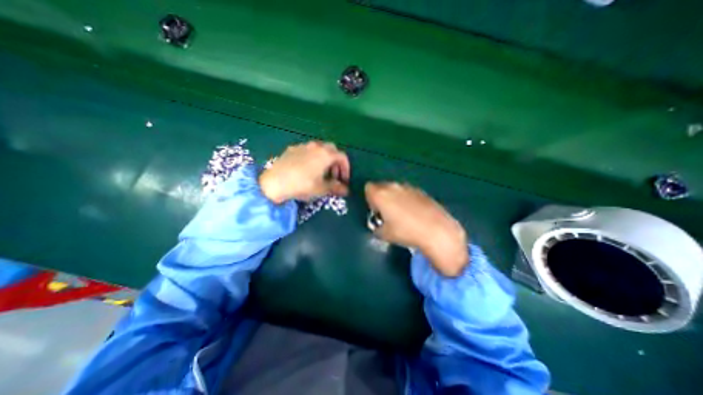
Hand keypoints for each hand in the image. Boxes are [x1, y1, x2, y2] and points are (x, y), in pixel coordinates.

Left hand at [259, 141, 348, 203]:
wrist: (274, 182)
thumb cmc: (302, 185)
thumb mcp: (321, 189)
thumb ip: (336, 188)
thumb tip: (346, 190)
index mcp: (326, 154)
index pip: (342, 157)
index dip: (346, 169)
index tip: (344, 180)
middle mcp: (316, 146)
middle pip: (332, 150)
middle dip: (335, 163)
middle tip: (333, 176)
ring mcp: (303, 146)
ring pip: (319, 149)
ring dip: (324, 159)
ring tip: (320, 173)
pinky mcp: (291, 149)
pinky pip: (306, 151)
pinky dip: (311, 158)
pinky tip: (306, 169)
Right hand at [365, 182, 467, 277]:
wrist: (436, 230)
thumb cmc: (406, 232)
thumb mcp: (385, 234)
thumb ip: (377, 228)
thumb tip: (379, 226)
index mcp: (381, 194)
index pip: (368, 188)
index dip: (370, 200)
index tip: (376, 211)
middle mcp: (393, 187)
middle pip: (381, 186)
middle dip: (381, 197)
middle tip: (387, 213)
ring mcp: (408, 187)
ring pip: (395, 189)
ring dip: (394, 198)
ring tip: (402, 214)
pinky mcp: (421, 191)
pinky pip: (408, 192)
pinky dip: (407, 199)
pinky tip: (414, 213)